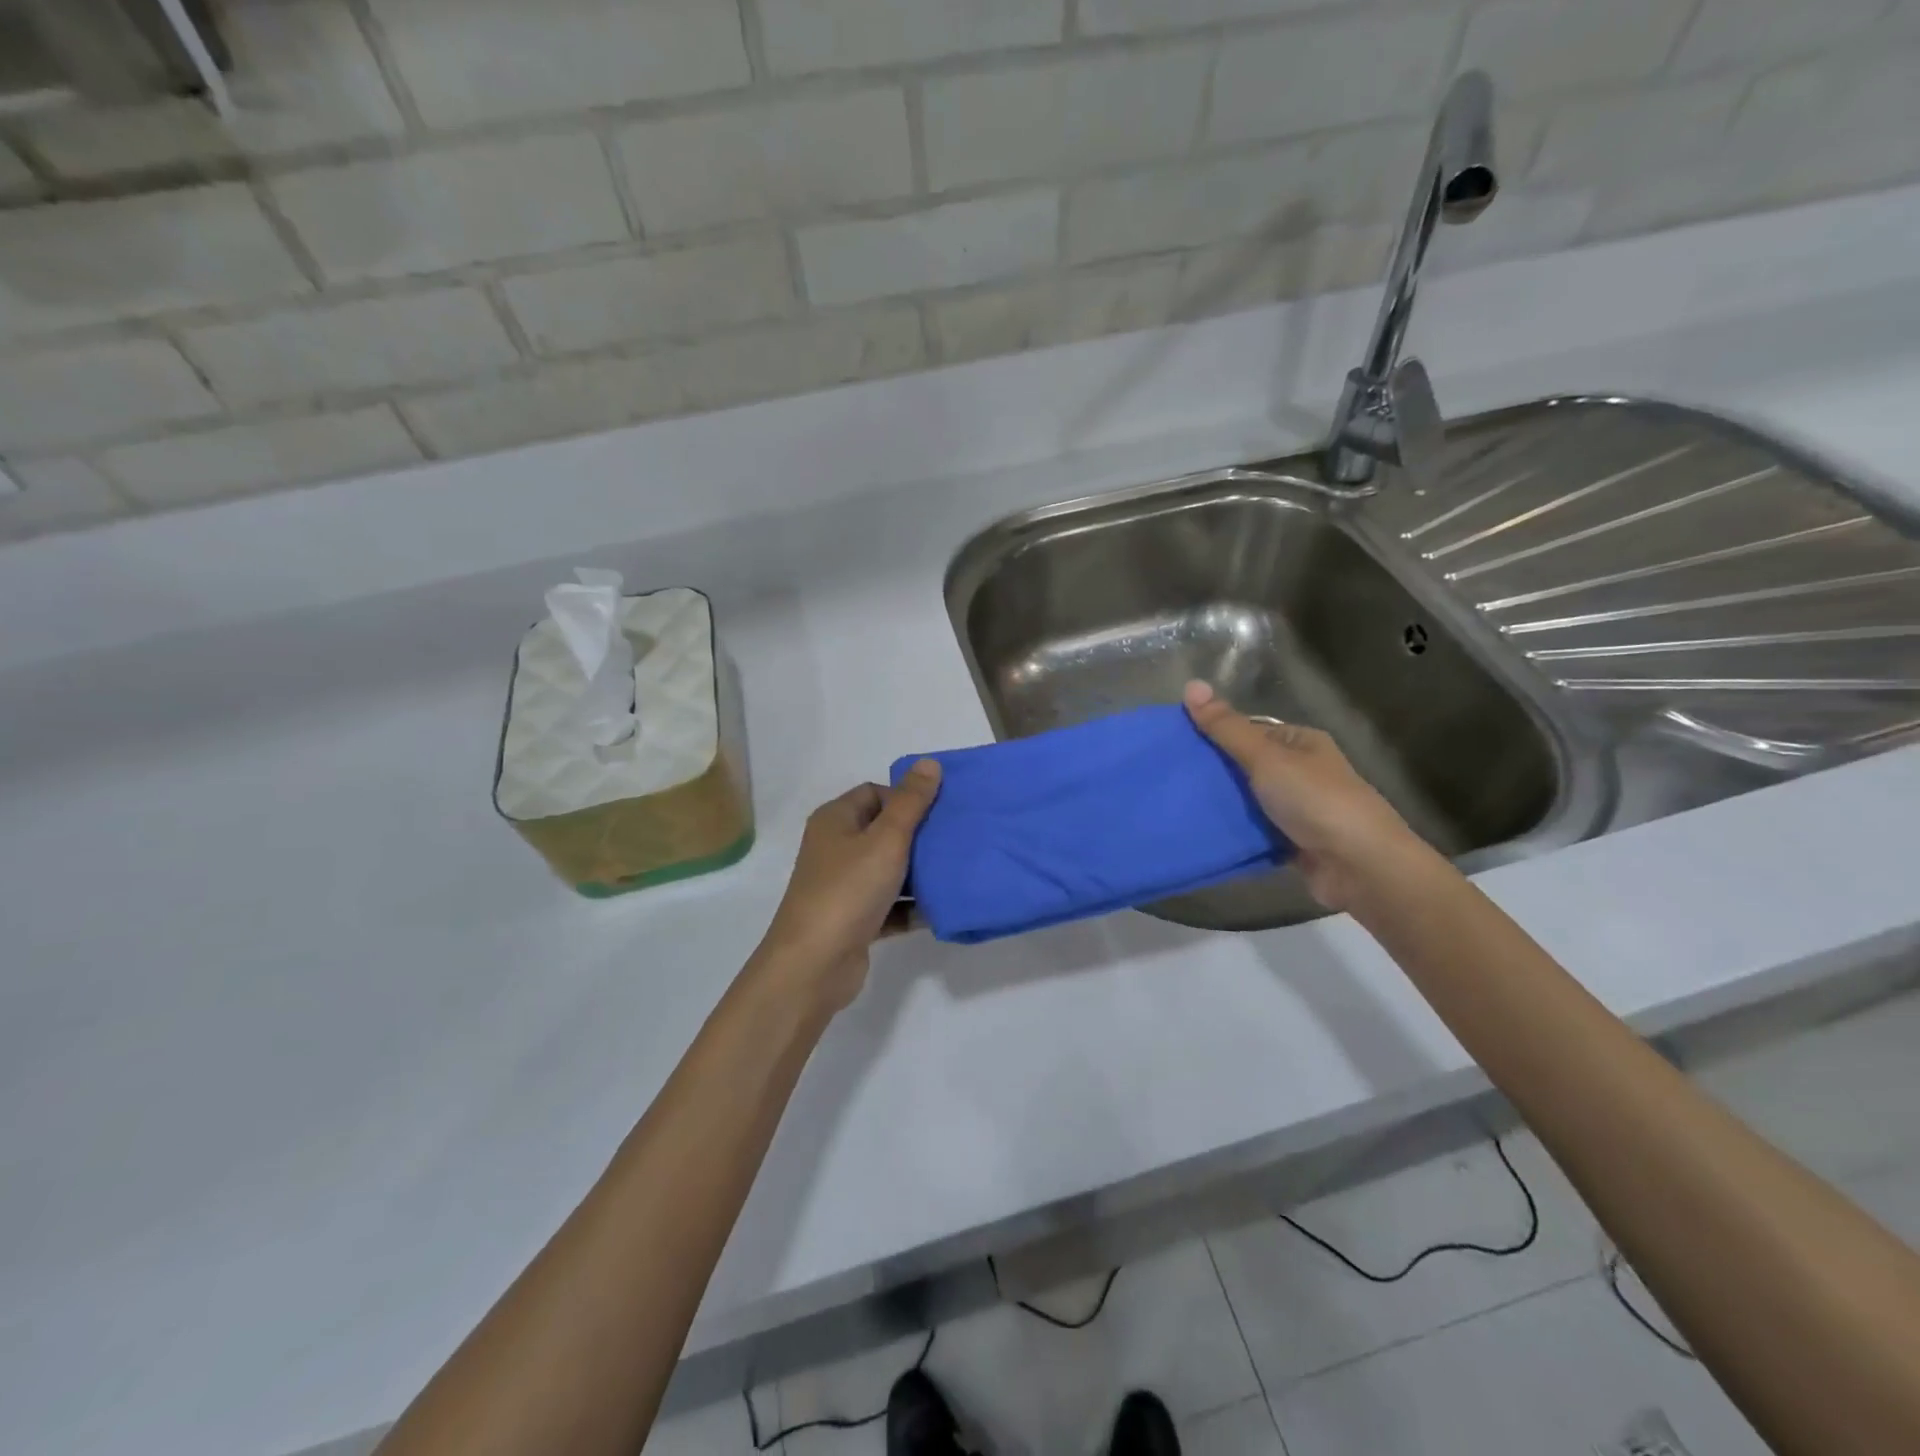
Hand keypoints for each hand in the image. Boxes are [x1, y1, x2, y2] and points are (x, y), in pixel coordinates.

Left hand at [754, 761, 942, 1011]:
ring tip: (955, 872)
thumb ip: (911, 802)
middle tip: (954, 840)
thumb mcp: (886, 839)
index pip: (874, 793)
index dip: (906, 798)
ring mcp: (843, 886)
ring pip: (888, 870)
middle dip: (919, 836)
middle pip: (883, 831)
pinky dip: (911, 907)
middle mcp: (835, 848)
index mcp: (835, 820)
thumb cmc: (849, 890)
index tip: (938, 812)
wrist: (814, 964)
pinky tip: (940, 909)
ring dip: (918, 873)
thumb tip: (929, 762)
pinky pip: (889, 905)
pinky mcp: (854, 920)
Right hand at [1184, 681, 1424, 911]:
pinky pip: (1254, 832)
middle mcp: (1302, 772)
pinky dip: (1234, 833)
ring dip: (1221, 805)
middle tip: (1169, 778)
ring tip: (1175, 805)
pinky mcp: (1293, 843)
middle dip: (1213, 773)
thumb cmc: (1316, 801)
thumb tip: (1191, 684)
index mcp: (1301, 743)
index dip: (1213, 734)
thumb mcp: (1266, 757)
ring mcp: (1298, 810)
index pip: (1249, 730)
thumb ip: (1226, 728)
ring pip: (1248, 801)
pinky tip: (1201, 833)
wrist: (1361, 867)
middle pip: (1246, 766)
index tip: (1174, 745)